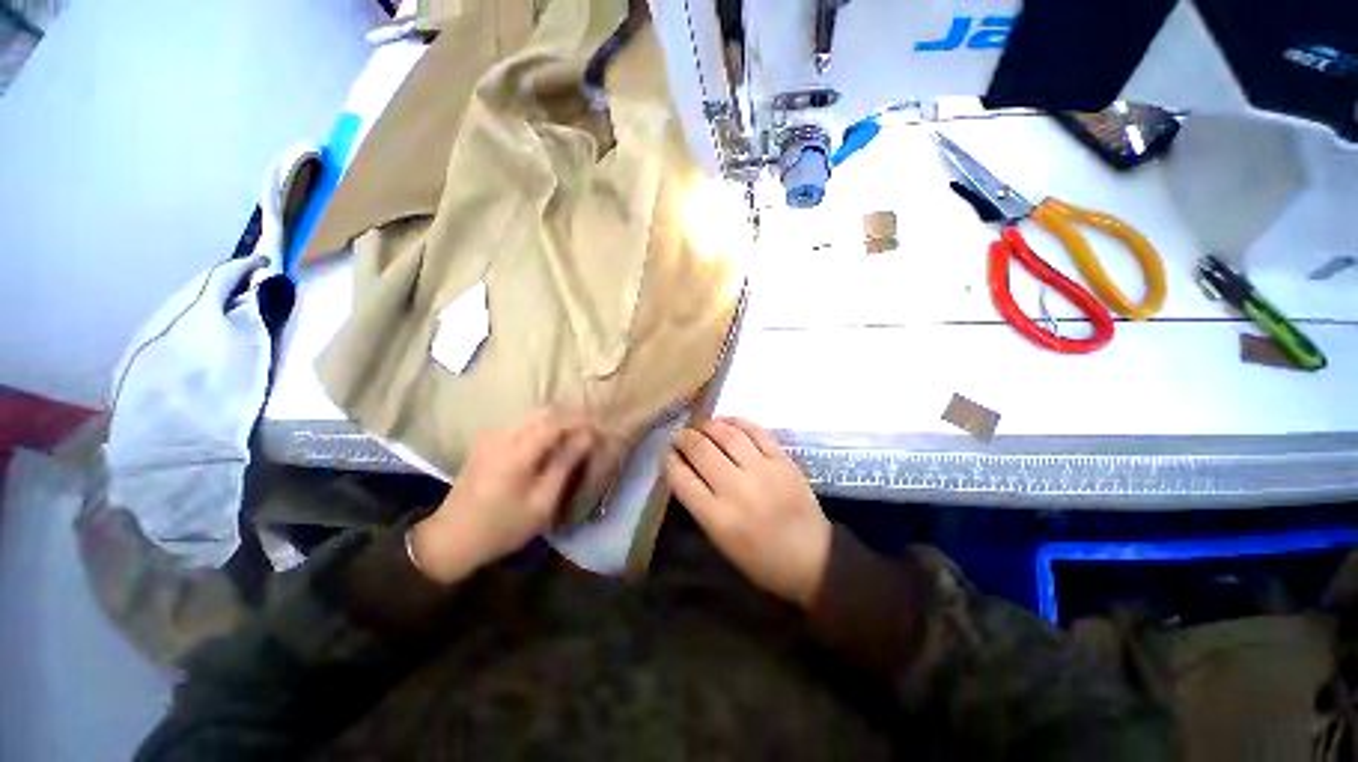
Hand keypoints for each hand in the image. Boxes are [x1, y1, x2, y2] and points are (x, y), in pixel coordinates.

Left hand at [410, 407, 613, 583]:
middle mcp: (503, 435)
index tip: (600, 427)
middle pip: (545, 411)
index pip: (557, 420)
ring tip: (575, 438)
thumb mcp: (541, 502)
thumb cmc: (502, 526)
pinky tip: (552, 444)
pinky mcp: (488, 440)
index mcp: (517, 451)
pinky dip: (543, 427)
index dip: (582, 420)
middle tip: (590, 432)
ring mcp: (492, 435)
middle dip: (571, 416)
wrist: (451, 537)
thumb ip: (564, 464)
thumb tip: (587, 436)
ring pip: (534, 415)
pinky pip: (523, 424)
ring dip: (558, 421)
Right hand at [665, 418, 831, 607]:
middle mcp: (738, 489)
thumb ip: (700, 503)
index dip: (669, 459)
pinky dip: (737, 421)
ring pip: (727, 434)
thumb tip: (685, 467)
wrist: (813, 559)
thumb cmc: (761, 559)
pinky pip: (756, 431)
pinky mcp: (784, 461)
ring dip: (708, 425)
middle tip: (680, 435)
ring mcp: (764, 471)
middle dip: (684, 437)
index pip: (681, 477)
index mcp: (718, 517)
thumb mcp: (720, 540)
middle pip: (701, 449)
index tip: (667, 452)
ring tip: (701, 426)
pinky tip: (726, 422)